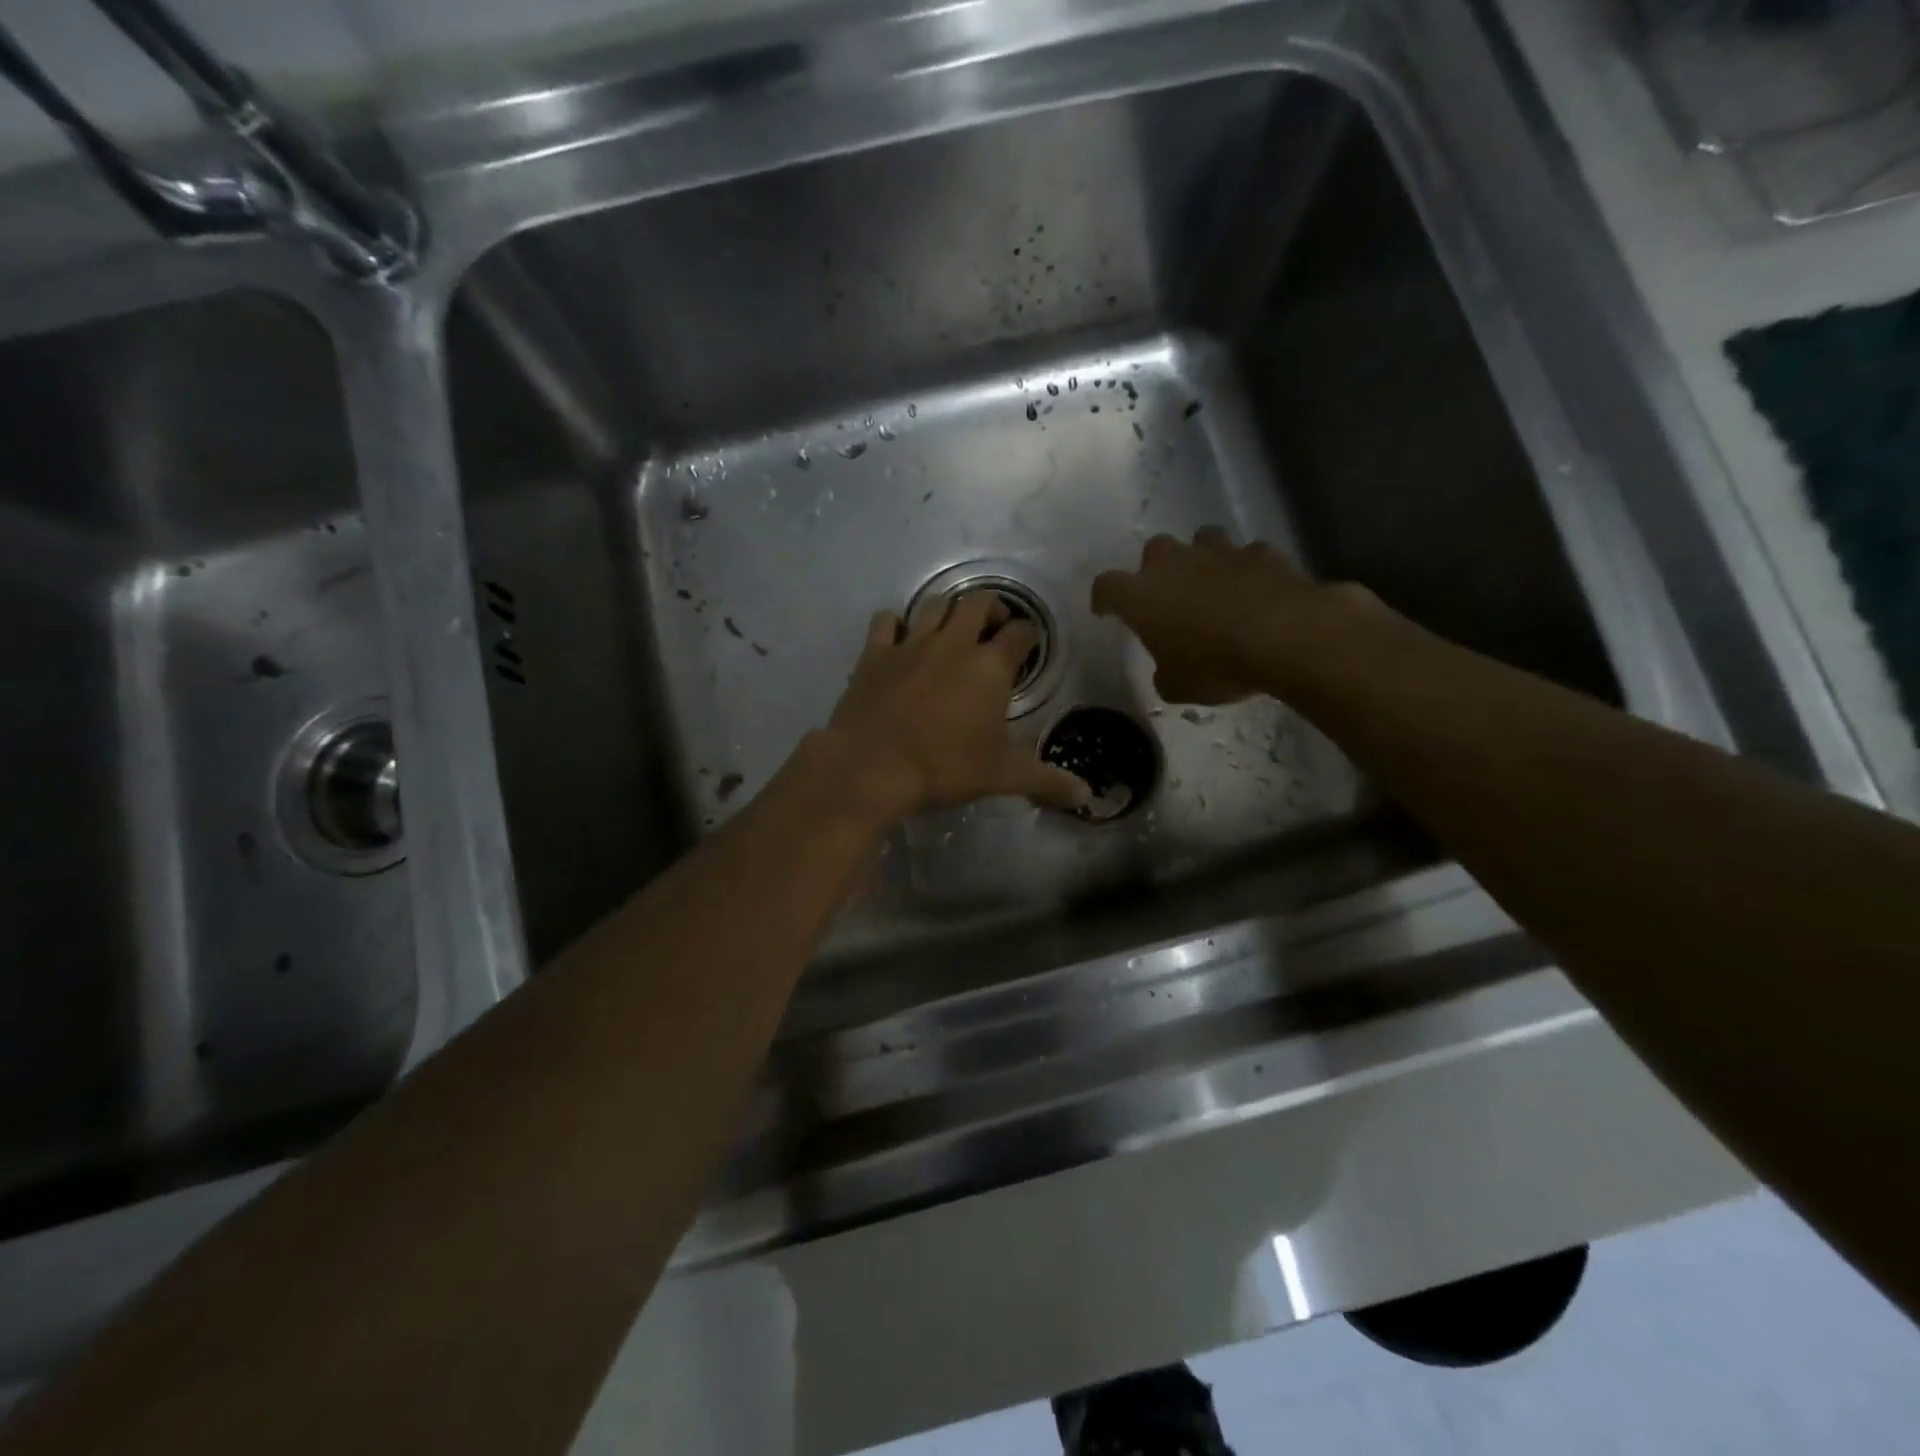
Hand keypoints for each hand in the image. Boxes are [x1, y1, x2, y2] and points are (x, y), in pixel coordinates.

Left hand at [822, 592, 1092, 820]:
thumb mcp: (1003, 776)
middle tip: (994, 630)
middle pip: (978, 601)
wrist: (872, 766)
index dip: (1029, 635)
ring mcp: (911, 643)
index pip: (1020, 632)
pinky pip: (886, 620)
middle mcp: (954, 643)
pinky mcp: (875, 653)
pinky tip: (900, 638)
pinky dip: (896, 623)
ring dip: (949, 609)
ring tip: (953, 628)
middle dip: (993, 608)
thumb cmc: (945, 767)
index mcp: (990, 666)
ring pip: (934, 603)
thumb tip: (1087, 798)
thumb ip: (1047, 781)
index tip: (1029, 645)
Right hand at [1092, 527, 1361, 704]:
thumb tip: (1168, 669)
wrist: (1285, 637)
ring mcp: (1220, 553)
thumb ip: (1165, 673)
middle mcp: (1175, 564)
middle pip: (1154, 550)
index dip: (1104, 599)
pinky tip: (1256, 590)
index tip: (1106, 611)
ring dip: (1202, 557)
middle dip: (1157, 569)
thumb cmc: (1215, 665)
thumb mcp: (1177, 687)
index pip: (1106, 587)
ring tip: (1212, 583)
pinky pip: (1248, 555)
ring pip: (1202, 539)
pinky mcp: (1262, 553)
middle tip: (1168, 595)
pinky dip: (1248, 570)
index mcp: (1142, 596)